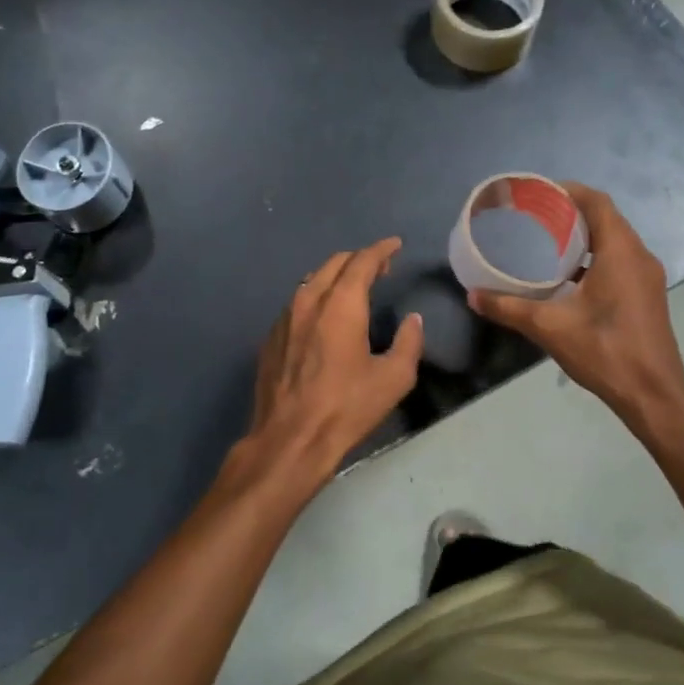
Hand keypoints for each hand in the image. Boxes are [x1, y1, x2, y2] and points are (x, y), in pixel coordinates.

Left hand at [240, 237, 422, 492]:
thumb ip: (409, 342)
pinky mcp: (271, 337)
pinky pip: (297, 303)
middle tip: (380, 268)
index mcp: (340, 304)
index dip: (381, 249)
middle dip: (359, 259)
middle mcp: (309, 300)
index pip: (362, 261)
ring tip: (353, 288)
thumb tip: (412, 320)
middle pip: (334, 263)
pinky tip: (324, 317)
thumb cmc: (346, 408)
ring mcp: (284, 318)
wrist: (289, 440)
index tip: (395, 245)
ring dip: (335, 276)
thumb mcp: (393, 379)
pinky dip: (316, 297)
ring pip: (311, 280)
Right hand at [469, 184, 683, 430]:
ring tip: (546, 241)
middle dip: (571, 212)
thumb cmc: (605, 351)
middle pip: (606, 218)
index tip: (539, 193)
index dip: (569, 191)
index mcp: (621, 252)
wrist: (654, 396)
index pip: (597, 203)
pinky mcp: (646, 295)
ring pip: (614, 241)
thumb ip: (509, 308)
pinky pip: (619, 260)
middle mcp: (639, 257)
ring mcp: (646, 277)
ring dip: (584, 236)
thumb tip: (473, 296)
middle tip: (534, 216)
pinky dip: (594, 257)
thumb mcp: (549, 327)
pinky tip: (567, 276)